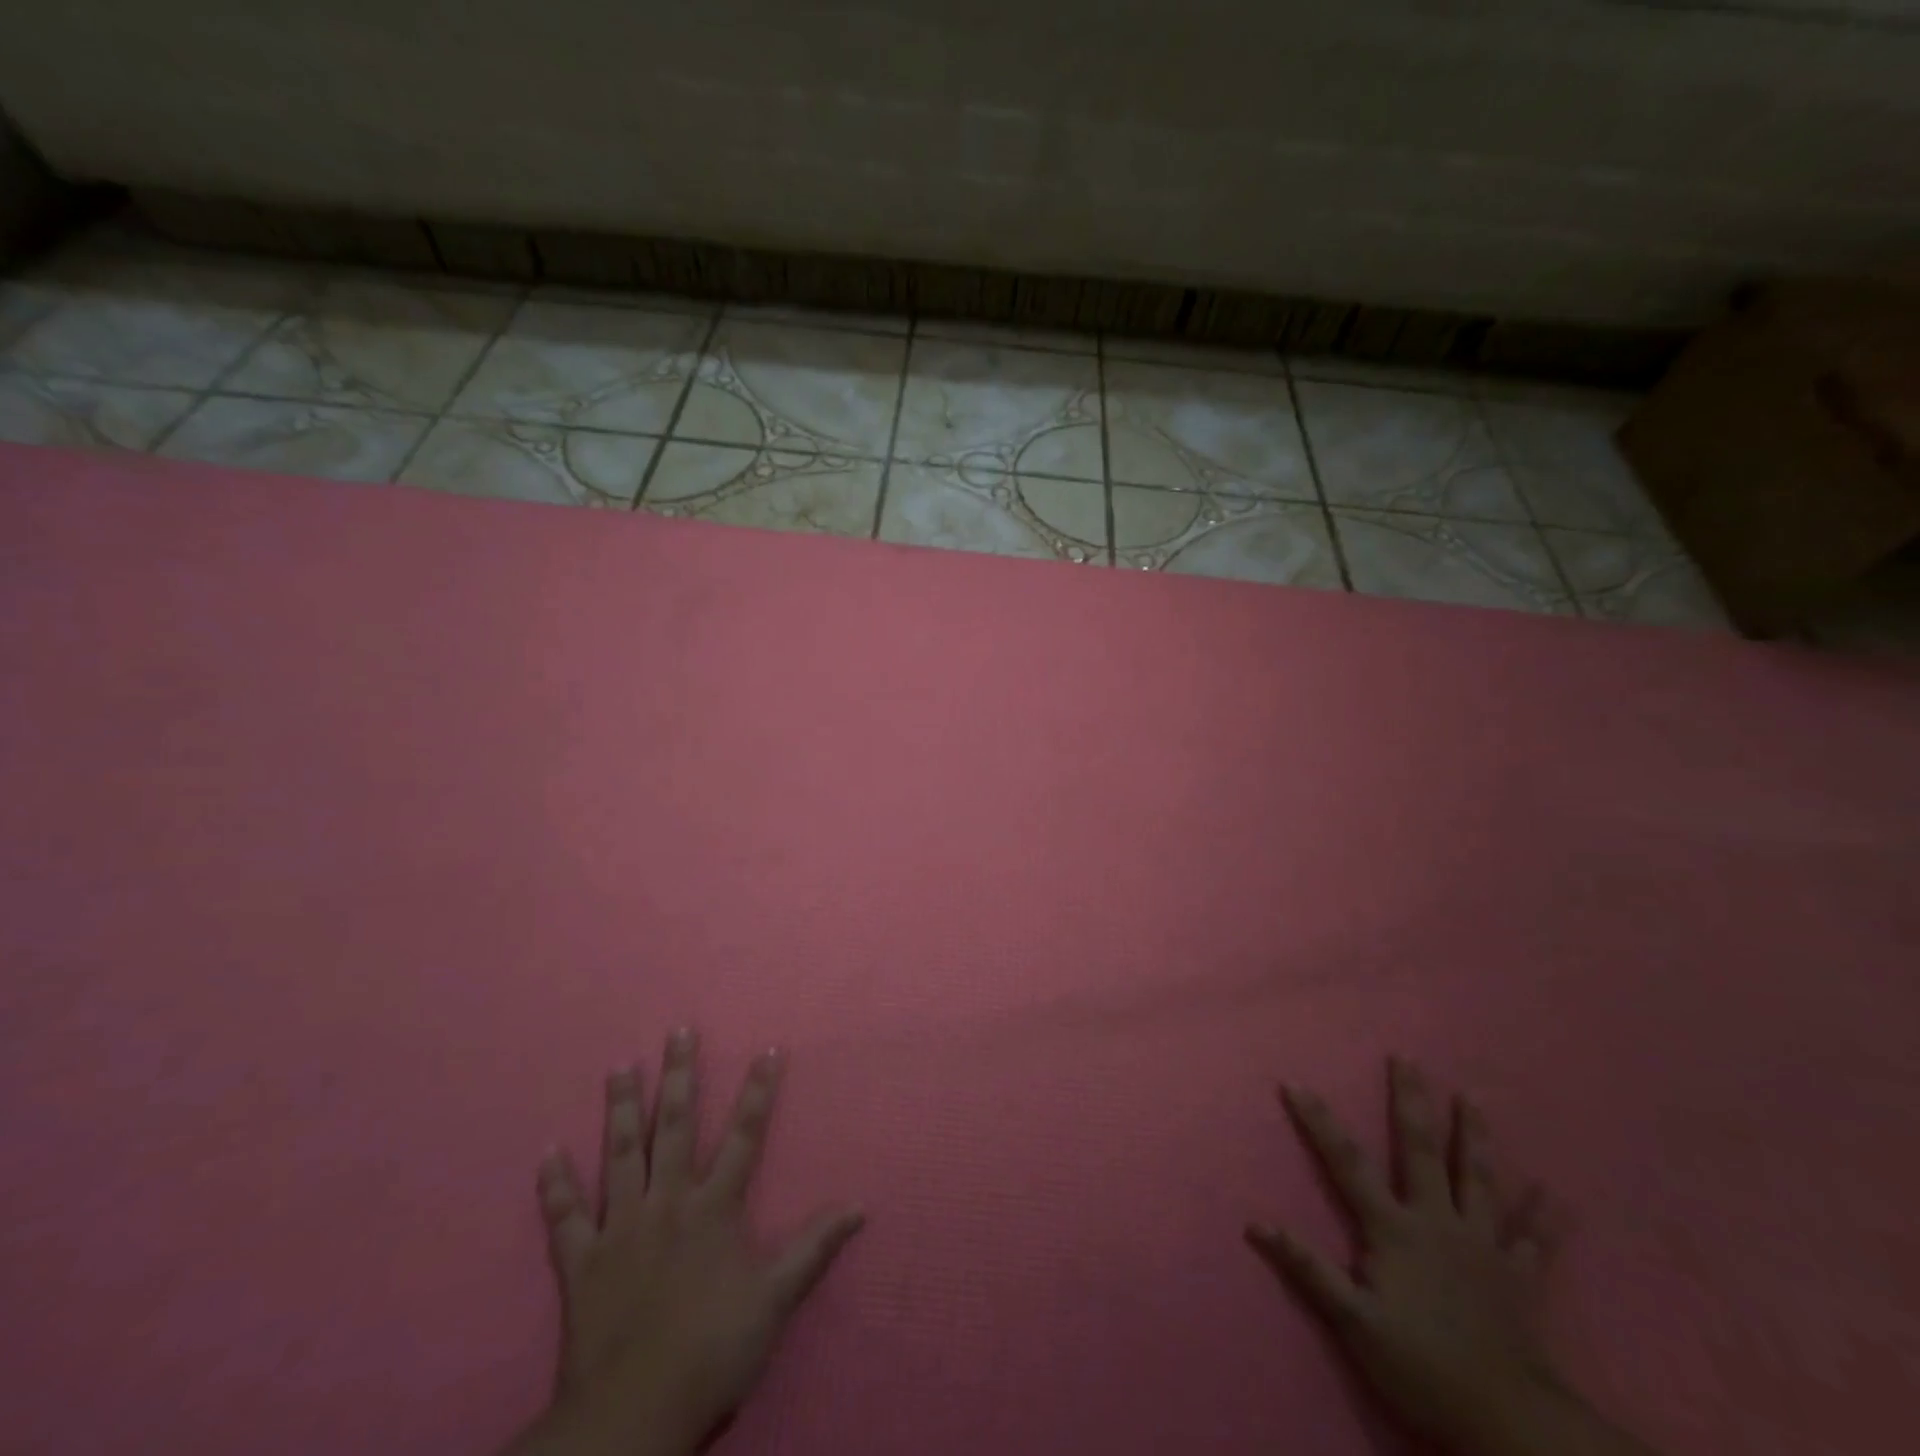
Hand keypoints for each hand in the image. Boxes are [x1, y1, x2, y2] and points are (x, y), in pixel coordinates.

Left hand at [508, 1029, 863, 1455]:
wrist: (633, 1414)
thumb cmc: (713, 1350)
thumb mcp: (776, 1299)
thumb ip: (815, 1247)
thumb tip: (860, 1205)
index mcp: (714, 1207)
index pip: (745, 1135)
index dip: (759, 1091)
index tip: (768, 1049)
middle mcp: (668, 1202)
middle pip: (676, 1126)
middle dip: (680, 1076)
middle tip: (678, 1031)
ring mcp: (620, 1228)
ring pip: (622, 1154)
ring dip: (622, 1108)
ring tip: (620, 1067)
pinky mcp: (581, 1262)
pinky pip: (564, 1217)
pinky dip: (554, 1185)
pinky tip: (547, 1152)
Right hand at [1248, 1059, 1570, 1454]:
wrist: (1507, 1422)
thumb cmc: (1421, 1366)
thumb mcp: (1353, 1322)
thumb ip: (1307, 1268)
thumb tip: (1255, 1222)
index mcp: (1394, 1228)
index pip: (1347, 1163)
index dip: (1319, 1122)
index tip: (1296, 1083)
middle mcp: (1437, 1221)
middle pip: (1420, 1151)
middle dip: (1411, 1102)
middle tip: (1407, 1059)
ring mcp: (1482, 1245)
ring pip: (1477, 1179)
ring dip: (1475, 1136)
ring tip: (1473, 1097)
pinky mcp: (1518, 1276)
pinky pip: (1534, 1240)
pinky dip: (1545, 1216)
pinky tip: (1556, 1193)